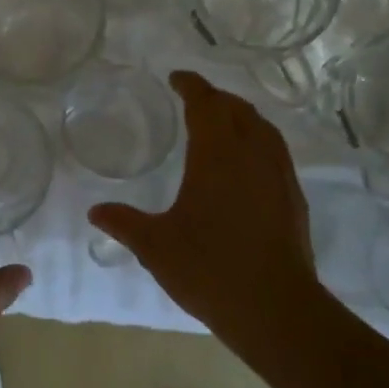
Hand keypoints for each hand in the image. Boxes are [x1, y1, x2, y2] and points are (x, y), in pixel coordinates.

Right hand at [89, 71, 323, 359]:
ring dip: (241, 116)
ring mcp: (279, 176)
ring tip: (222, 123)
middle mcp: (253, 155)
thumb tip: (95, 212)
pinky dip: (257, 142)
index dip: (191, 86)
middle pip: (238, 109)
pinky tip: (245, 165)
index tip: (176, 78)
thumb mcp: (155, 246)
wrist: (275, 309)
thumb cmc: (208, 269)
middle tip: (194, 100)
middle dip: (216, 98)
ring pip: (263, 129)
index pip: (206, 104)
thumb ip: (124, 222)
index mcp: (217, 155)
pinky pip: (275, 153)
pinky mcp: (293, 199)